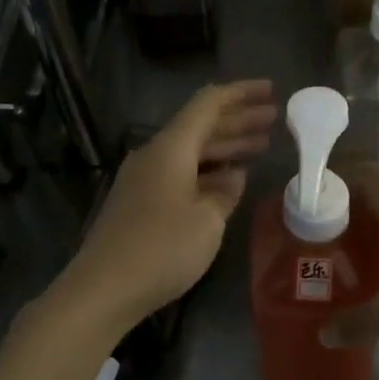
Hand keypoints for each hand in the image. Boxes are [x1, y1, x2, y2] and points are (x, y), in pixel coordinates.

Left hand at [55, 80, 276, 333]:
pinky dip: (207, 170)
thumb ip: (225, 191)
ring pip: (191, 151)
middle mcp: (154, 155)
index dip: (241, 94)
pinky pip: (180, 173)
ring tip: (260, 146)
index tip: (271, 90)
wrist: (104, 288)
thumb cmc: (162, 248)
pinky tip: (228, 180)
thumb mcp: (207, 219)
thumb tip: (234, 174)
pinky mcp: (139, 203)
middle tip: (274, 119)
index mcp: (171, 147)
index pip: (208, 104)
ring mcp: (143, 179)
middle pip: (200, 126)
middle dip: (238, 120)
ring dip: (225, 146)